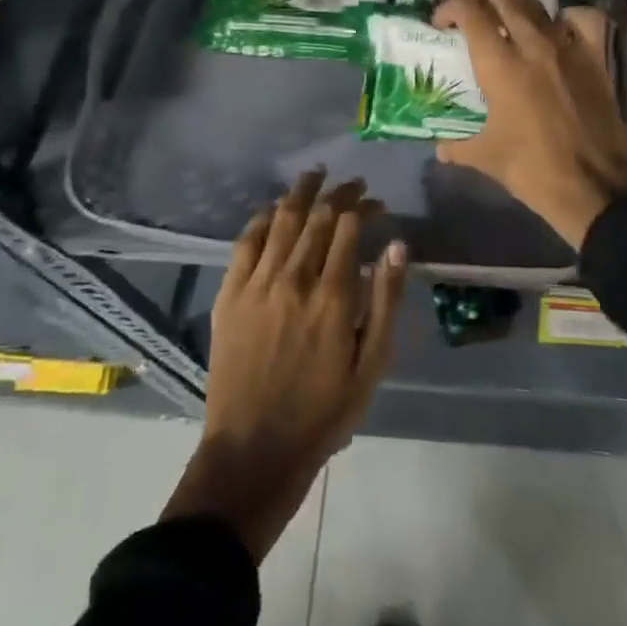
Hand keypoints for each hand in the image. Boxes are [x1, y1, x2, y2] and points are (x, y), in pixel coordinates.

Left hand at [162, 171, 406, 561]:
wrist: (254, 451)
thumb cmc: (323, 412)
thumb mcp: (371, 365)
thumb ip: (386, 301)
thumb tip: (397, 245)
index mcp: (333, 296)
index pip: (349, 228)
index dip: (364, 206)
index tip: (375, 202)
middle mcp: (294, 279)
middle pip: (317, 217)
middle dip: (338, 193)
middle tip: (351, 183)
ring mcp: (257, 285)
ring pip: (281, 220)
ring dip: (300, 192)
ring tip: (315, 174)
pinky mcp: (229, 295)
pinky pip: (245, 242)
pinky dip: (261, 218)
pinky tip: (273, 209)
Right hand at [434, 0, 626, 249]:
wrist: (596, 188)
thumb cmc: (534, 171)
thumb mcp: (487, 158)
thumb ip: (458, 147)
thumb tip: (440, 148)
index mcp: (500, 65)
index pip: (470, 12)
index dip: (450, 8)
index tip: (441, 23)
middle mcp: (533, 45)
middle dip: (481, 1)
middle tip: (473, 22)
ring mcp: (569, 48)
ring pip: (538, 5)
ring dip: (517, 7)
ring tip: (509, 25)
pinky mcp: (596, 58)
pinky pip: (584, 20)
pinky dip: (568, 17)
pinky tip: (560, 31)